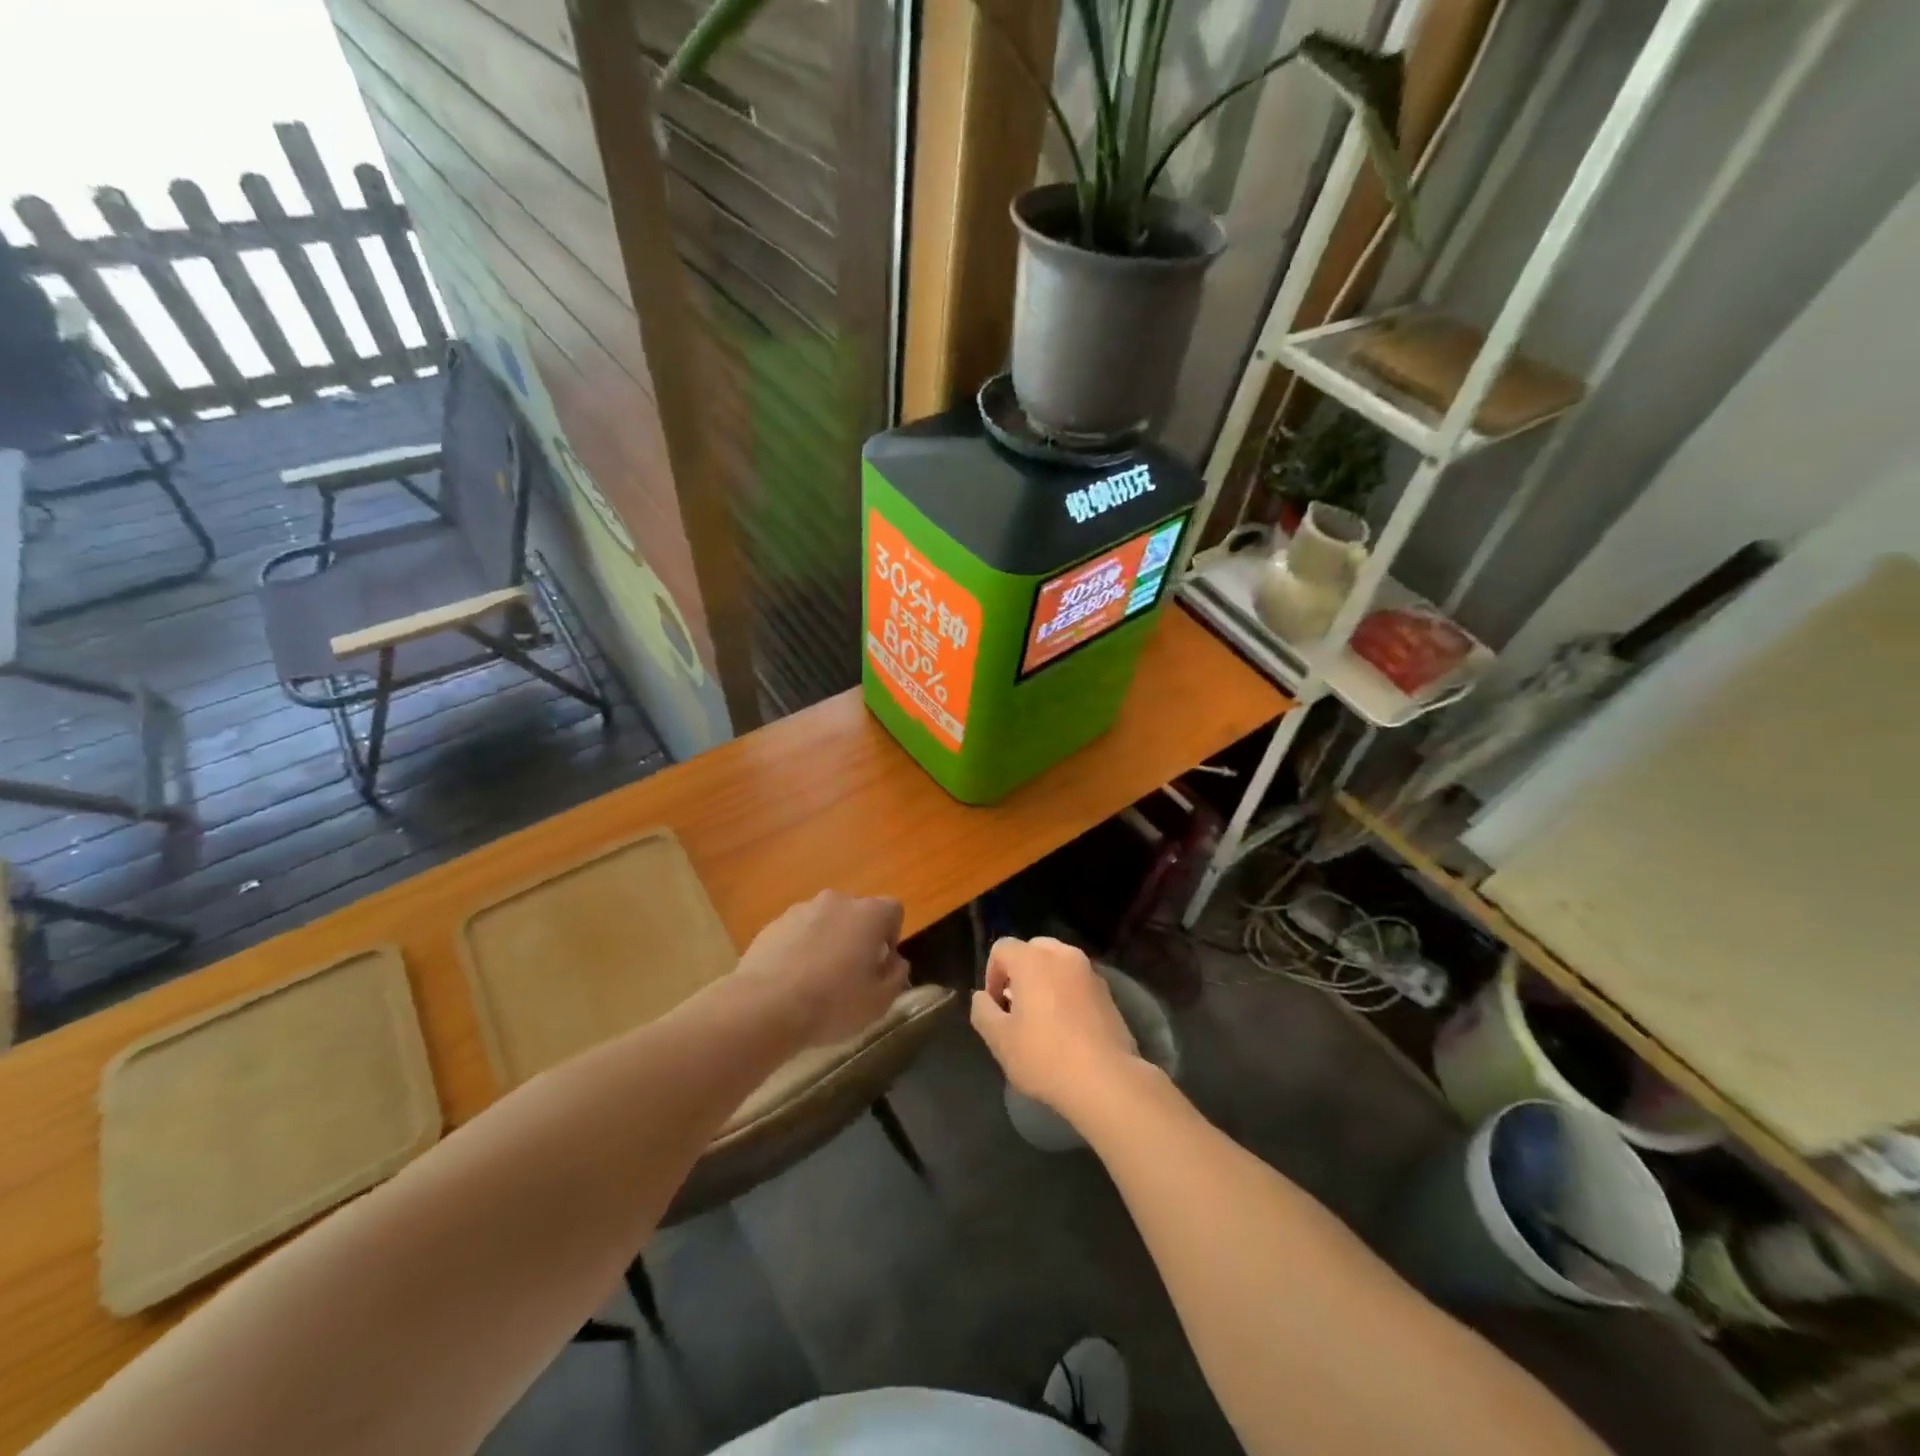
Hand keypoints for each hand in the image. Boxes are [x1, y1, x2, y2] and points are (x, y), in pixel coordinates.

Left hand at [735, 890, 908, 1046]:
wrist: (765, 1006)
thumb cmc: (833, 1003)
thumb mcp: (879, 1001)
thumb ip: (896, 976)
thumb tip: (895, 962)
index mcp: (869, 914)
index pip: (893, 911)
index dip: (891, 937)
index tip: (880, 966)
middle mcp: (836, 902)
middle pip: (856, 914)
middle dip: (857, 938)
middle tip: (851, 975)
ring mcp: (801, 910)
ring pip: (824, 922)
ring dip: (827, 942)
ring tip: (816, 981)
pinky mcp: (772, 925)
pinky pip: (796, 933)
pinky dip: (799, 950)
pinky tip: (791, 982)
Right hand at [970, 937, 1140, 1125]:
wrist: (1106, 1080)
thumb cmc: (1045, 1056)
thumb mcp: (999, 1040)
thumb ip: (983, 1011)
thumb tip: (982, 997)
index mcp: (1033, 960)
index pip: (1002, 948)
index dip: (991, 974)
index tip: (995, 1006)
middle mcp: (1063, 956)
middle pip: (1033, 950)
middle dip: (1019, 973)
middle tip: (1016, 1007)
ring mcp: (1090, 973)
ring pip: (1058, 964)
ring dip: (1045, 981)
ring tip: (1042, 1018)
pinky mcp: (1108, 993)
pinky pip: (1078, 982)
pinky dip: (1067, 994)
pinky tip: (1067, 1028)